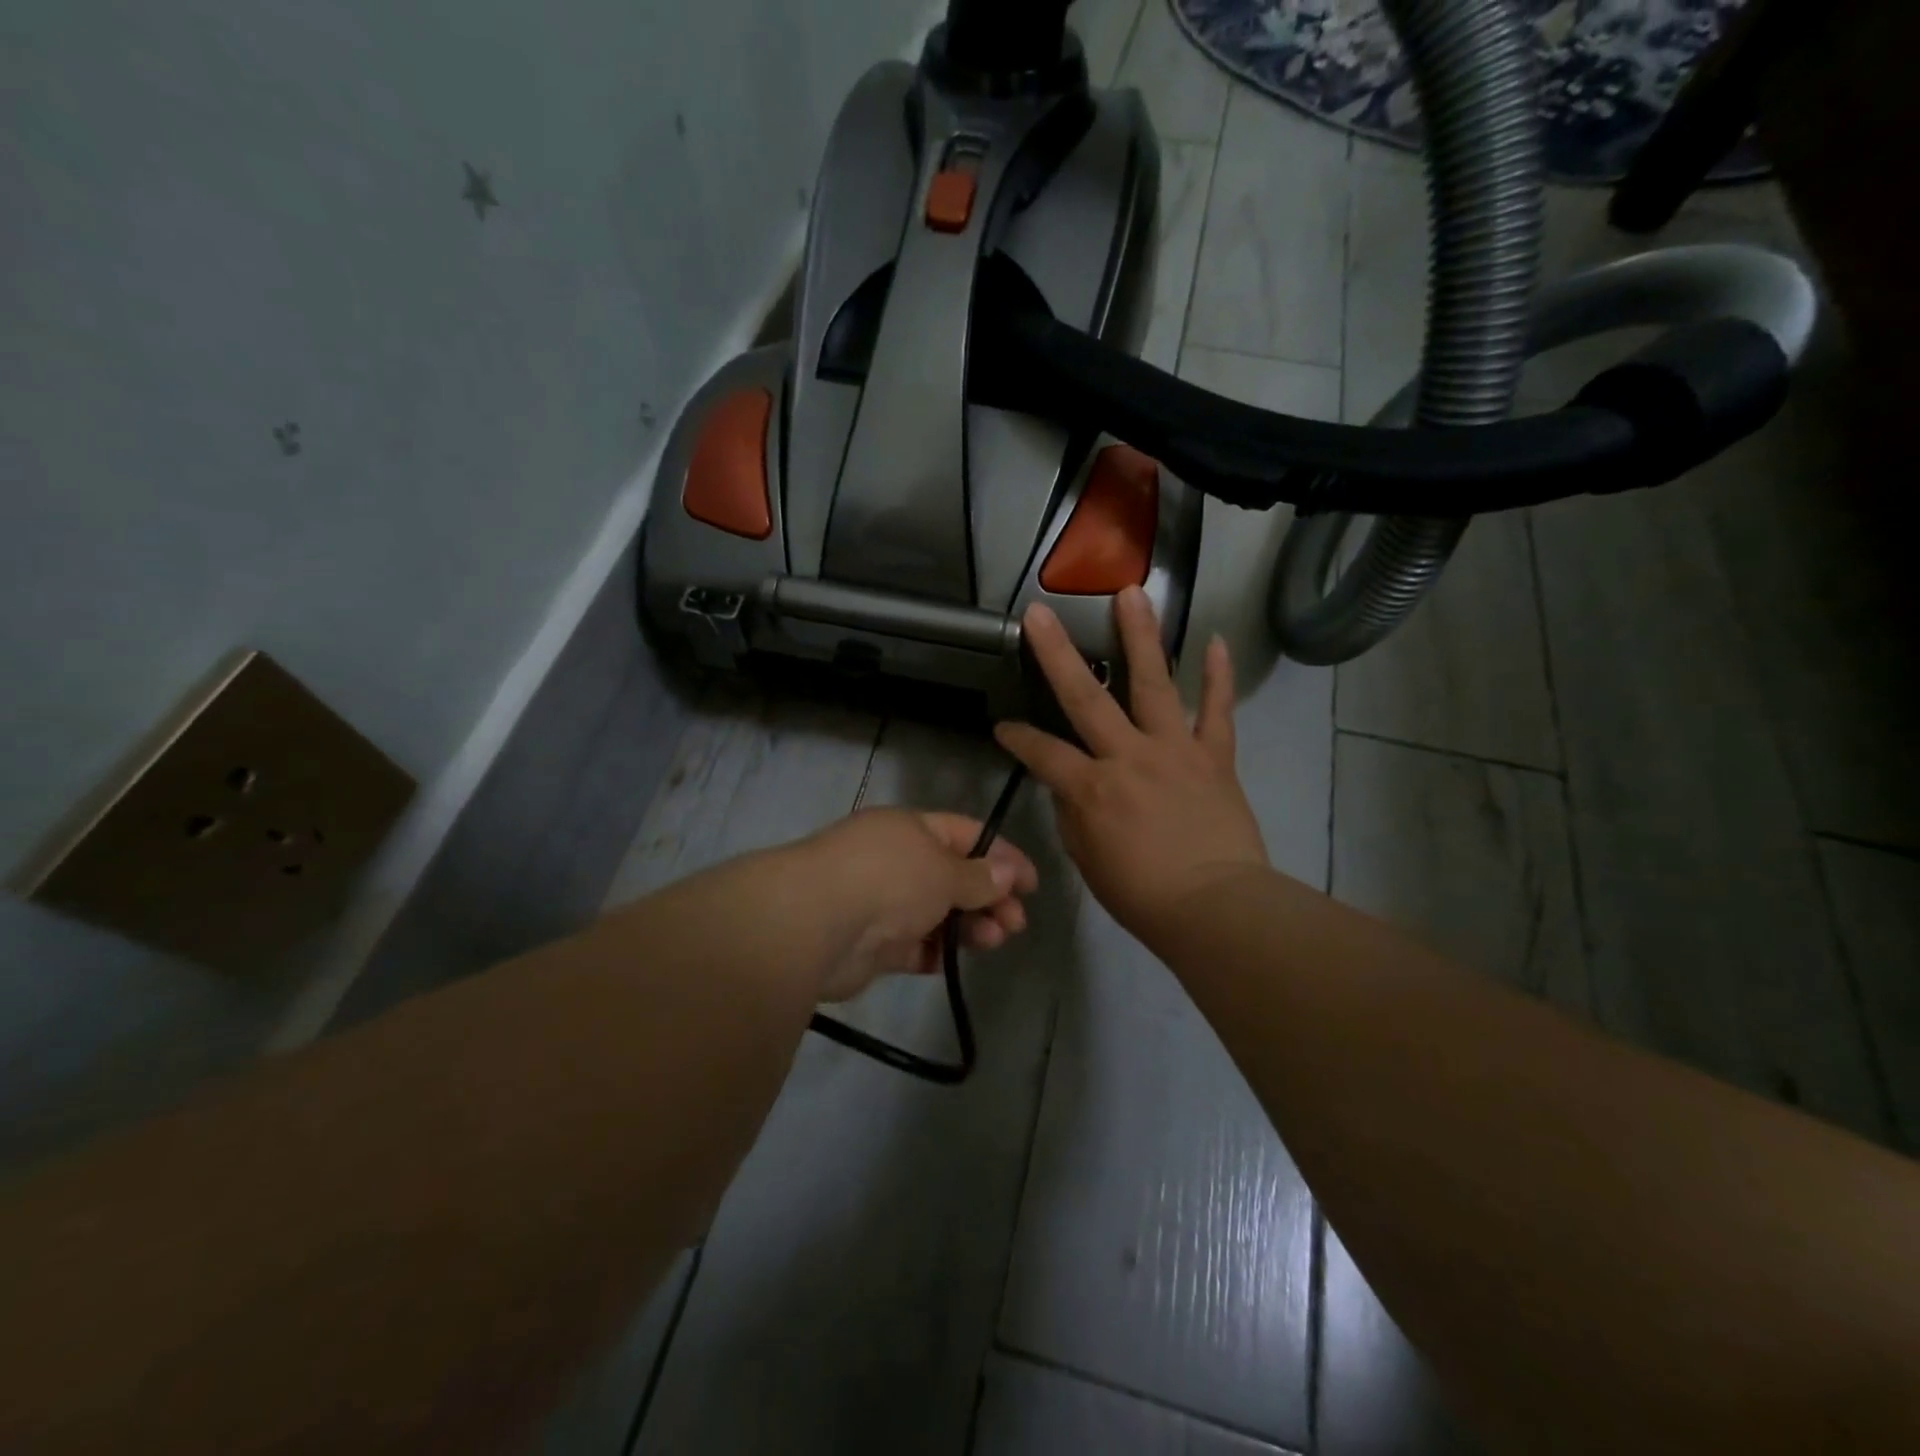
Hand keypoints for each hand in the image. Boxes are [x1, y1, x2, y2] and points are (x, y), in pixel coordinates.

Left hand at [796, 808, 1039, 1001]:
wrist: (814, 923)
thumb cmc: (888, 878)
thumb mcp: (944, 870)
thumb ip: (979, 876)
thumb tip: (1007, 872)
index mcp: (910, 829)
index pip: (966, 834)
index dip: (1002, 855)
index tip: (1032, 884)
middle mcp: (895, 860)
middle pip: (953, 876)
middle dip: (989, 897)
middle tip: (1016, 923)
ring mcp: (881, 902)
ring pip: (936, 913)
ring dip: (968, 926)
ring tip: (994, 941)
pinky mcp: (871, 944)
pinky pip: (913, 945)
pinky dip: (935, 951)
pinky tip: (951, 960)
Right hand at [995, 586, 1266, 951]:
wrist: (1215, 908)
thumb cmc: (1142, 895)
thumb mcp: (1088, 860)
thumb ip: (1074, 814)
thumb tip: (1070, 784)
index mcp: (1091, 787)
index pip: (1041, 752)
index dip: (1017, 738)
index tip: (1002, 727)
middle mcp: (1128, 756)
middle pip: (1085, 698)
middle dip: (1057, 654)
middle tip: (1040, 613)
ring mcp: (1174, 750)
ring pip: (1154, 684)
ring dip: (1141, 637)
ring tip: (1132, 593)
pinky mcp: (1214, 756)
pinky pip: (1219, 711)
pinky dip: (1219, 677)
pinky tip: (1216, 641)